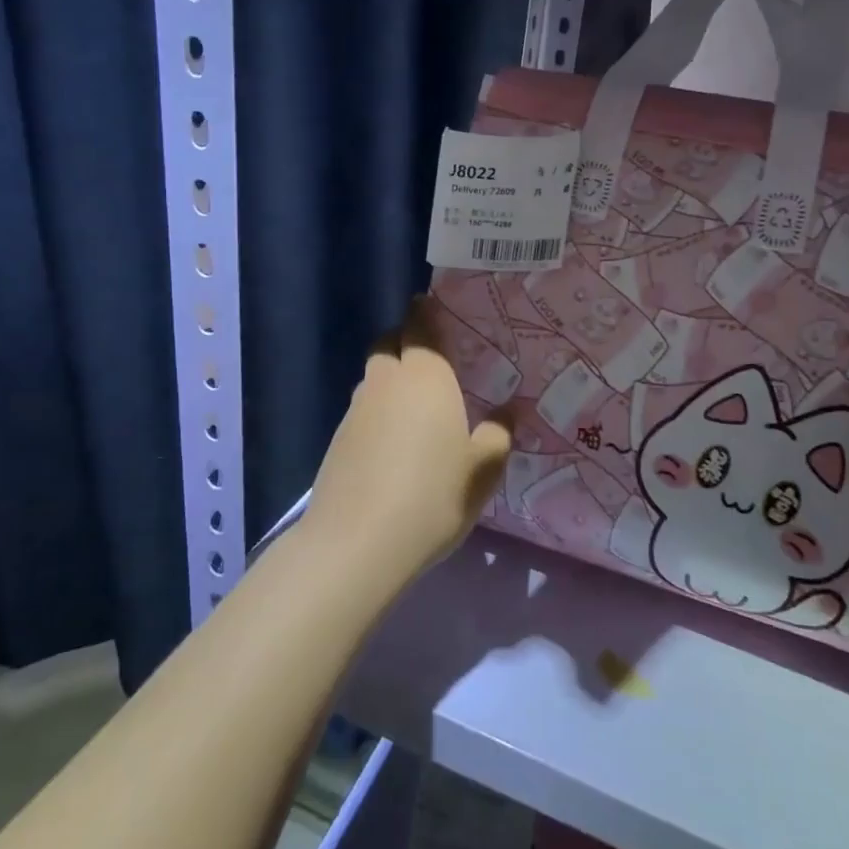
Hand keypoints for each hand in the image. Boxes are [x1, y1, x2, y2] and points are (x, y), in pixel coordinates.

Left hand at [305, 298, 511, 586]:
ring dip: (391, 380)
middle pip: (389, 344)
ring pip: (374, 378)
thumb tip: (510, 411)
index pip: (420, 325)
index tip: (432, 305)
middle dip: (405, 342)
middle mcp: (386, 382)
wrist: (358, 543)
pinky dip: (378, 413)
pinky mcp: (338, 440)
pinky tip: (393, 444)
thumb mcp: (483, 469)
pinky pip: (363, 411)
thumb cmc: (433, 495)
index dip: (426, 312)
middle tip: (431, 360)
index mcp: (425, 376)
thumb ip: (499, 434)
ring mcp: (356, 410)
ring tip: (415, 407)